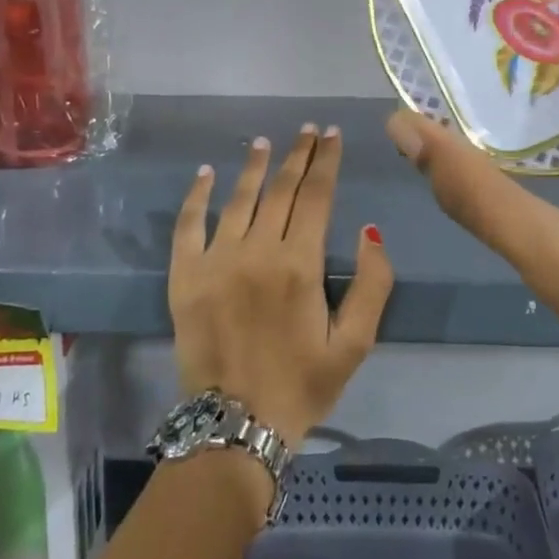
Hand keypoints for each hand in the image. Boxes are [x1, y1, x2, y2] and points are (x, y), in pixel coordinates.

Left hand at [170, 125, 394, 448]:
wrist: (234, 427)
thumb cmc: (302, 385)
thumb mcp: (355, 344)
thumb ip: (373, 284)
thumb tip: (369, 229)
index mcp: (300, 264)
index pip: (317, 196)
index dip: (327, 162)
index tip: (333, 136)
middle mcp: (258, 251)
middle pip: (281, 189)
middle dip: (298, 155)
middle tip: (307, 131)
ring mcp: (216, 260)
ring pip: (239, 198)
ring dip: (254, 166)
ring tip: (265, 142)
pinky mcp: (184, 276)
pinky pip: (188, 225)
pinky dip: (198, 196)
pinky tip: (206, 173)